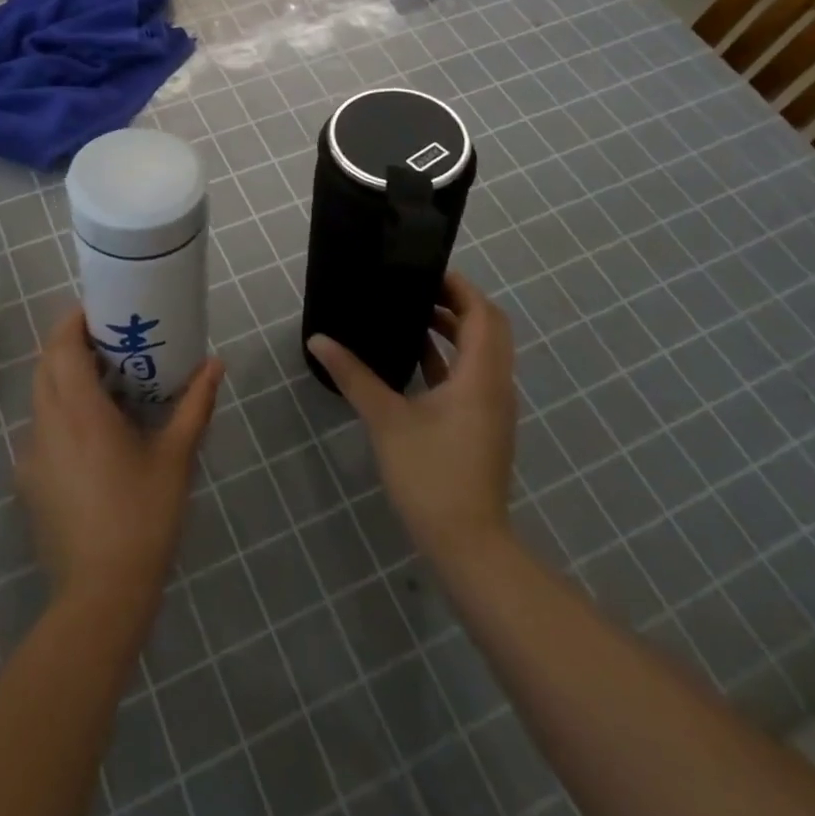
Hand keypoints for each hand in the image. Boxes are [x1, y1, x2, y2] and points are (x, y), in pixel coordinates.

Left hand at [17, 308, 222, 611]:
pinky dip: (60, 411)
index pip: (60, 347)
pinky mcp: (30, 481)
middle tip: (107, 340)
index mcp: (79, 412)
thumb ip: (195, 405)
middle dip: (69, 344)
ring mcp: (32, 455)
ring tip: (104, 381)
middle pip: (45, 366)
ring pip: (40, 397)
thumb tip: (215, 364)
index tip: (99, 311)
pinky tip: (93, 433)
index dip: (73, 321)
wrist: (102, 594)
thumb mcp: (176, 458)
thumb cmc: (143, 517)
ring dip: (63, 377)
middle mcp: (46, 424)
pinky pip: (42, 428)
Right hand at [307, 271, 516, 564]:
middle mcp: (495, 385)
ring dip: (453, 331)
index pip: (482, 313)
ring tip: (411, 316)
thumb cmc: (431, 475)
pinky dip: (449, 359)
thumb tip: (319, 340)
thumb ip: (353, 375)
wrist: (468, 544)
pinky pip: (472, 376)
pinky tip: (413, 361)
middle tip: (416, 289)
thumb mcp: (386, 420)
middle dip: (457, 304)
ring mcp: (492, 408)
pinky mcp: (483, 426)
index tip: (424, 271)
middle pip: (488, 328)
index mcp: (481, 376)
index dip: (458, 287)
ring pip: (482, 353)